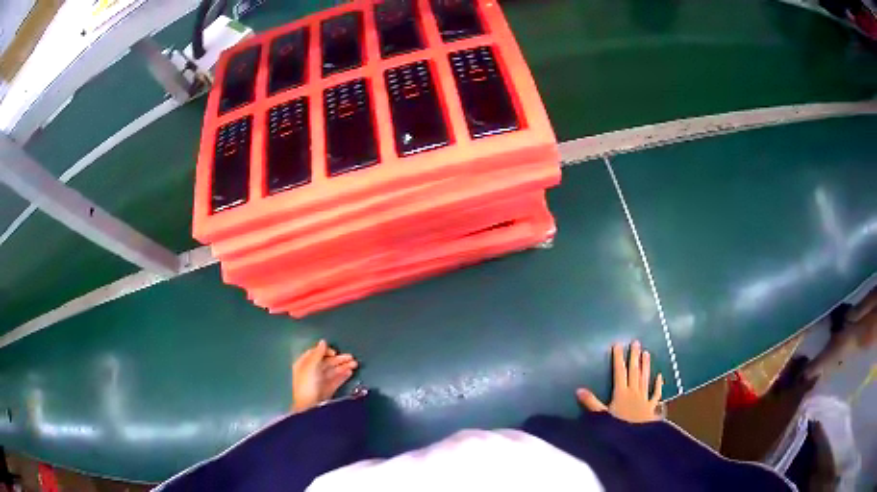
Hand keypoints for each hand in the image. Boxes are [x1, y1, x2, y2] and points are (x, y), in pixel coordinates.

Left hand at [292, 340, 357, 412]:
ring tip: (355, 364)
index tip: (335, 352)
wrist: (310, 407)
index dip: (325, 351)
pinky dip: (343, 376)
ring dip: (343, 367)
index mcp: (304, 364)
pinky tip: (350, 372)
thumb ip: (318, 354)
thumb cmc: (307, 384)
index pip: (315, 354)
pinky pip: (336, 380)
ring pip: (333, 371)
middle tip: (351, 357)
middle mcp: (312, 372)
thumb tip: (323, 342)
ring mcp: (320, 382)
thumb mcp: (311, 366)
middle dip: (339, 359)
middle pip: (326, 363)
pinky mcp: (327, 390)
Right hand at [576, 340, 662, 422]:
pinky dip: (658, 384)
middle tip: (636, 342)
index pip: (619, 372)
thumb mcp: (601, 417)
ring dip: (646, 366)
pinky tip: (660, 376)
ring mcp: (644, 398)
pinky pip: (656, 393)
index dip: (618, 358)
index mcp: (621, 393)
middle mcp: (634, 392)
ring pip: (645, 378)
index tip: (618, 344)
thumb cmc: (617, 428)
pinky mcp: (651, 406)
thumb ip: (591, 403)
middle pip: (634, 372)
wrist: (637, 439)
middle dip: (634, 357)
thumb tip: (578, 389)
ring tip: (646, 353)